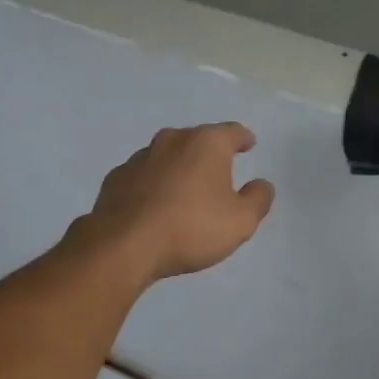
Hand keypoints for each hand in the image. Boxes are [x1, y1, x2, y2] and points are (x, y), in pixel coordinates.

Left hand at [76, 123, 274, 282]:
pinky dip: (154, 184)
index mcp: (206, 144)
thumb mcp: (241, 221)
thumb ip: (258, 199)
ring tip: (186, 191)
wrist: (124, 245)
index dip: (243, 139)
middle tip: (219, 172)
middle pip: (197, 140)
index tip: (248, 144)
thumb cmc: (191, 228)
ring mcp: (140, 157)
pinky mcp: (117, 177)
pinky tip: (156, 205)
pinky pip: (144, 176)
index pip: (232, 132)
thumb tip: (261, 184)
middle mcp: (172, 140)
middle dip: (209, 153)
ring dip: (179, 168)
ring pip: (168, 156)